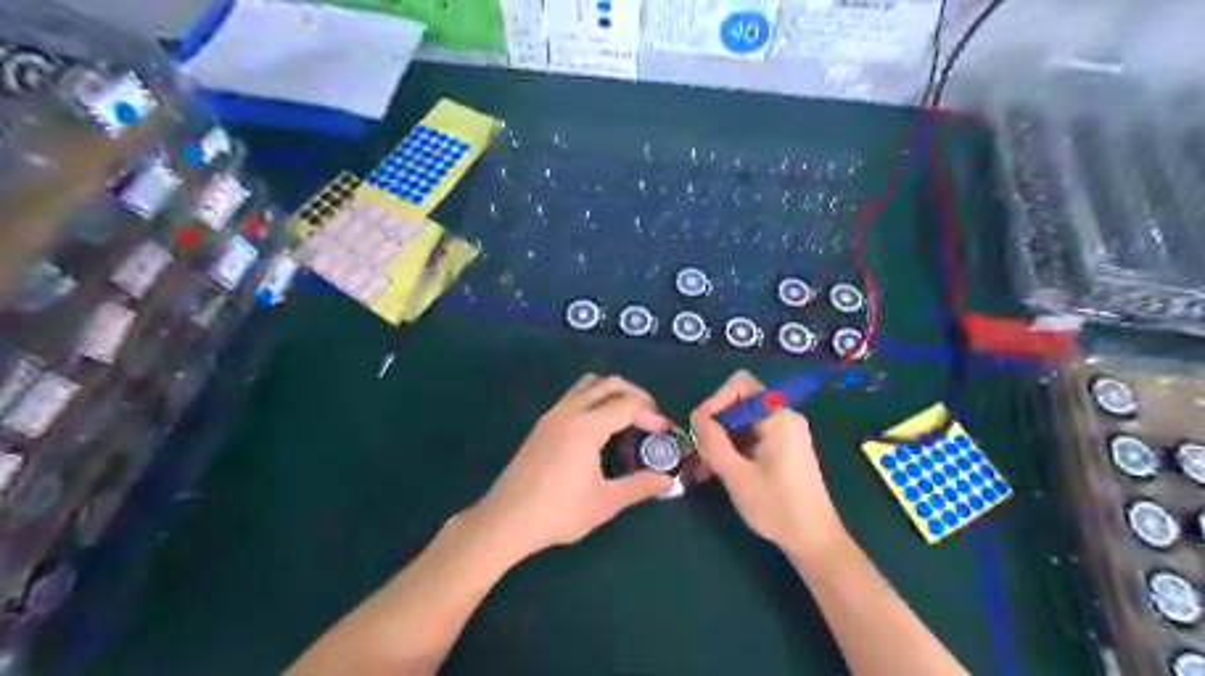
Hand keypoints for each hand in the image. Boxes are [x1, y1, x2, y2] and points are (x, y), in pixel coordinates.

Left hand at [471, 375, 675, 560]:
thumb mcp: (605, 502)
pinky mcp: (542, 424)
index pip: (628, 405)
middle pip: (609, 384)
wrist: (505, 520)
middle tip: (650, 417)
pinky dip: (594, 399)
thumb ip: (639, 486)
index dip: (651, 414)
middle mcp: (570, 411)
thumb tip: (668, 481)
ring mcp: (553, 415)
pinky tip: (599, 428)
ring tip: (627, 417)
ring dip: (612, 392)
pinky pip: (574, 395)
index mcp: (587, 426)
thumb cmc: (558, 512)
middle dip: (635, 395)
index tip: (665, 432)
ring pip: (588, 384)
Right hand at [688, 371, 846, 557]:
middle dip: (715, 424)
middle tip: (699, 453)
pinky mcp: (782, 447)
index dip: (716, 400)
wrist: (814, 540)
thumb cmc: (777, 507)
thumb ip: (713, 441)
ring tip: (703, 469)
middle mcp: (783, 417)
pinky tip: (718, 472)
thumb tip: (696, 416)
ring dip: (720, 440)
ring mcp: (784, 432)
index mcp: (778, 417)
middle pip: (739, 403)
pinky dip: (732, 448)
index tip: (701, 428)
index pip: (741, 385)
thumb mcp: (737, 475)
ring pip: (741, 421)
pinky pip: (750, 435)